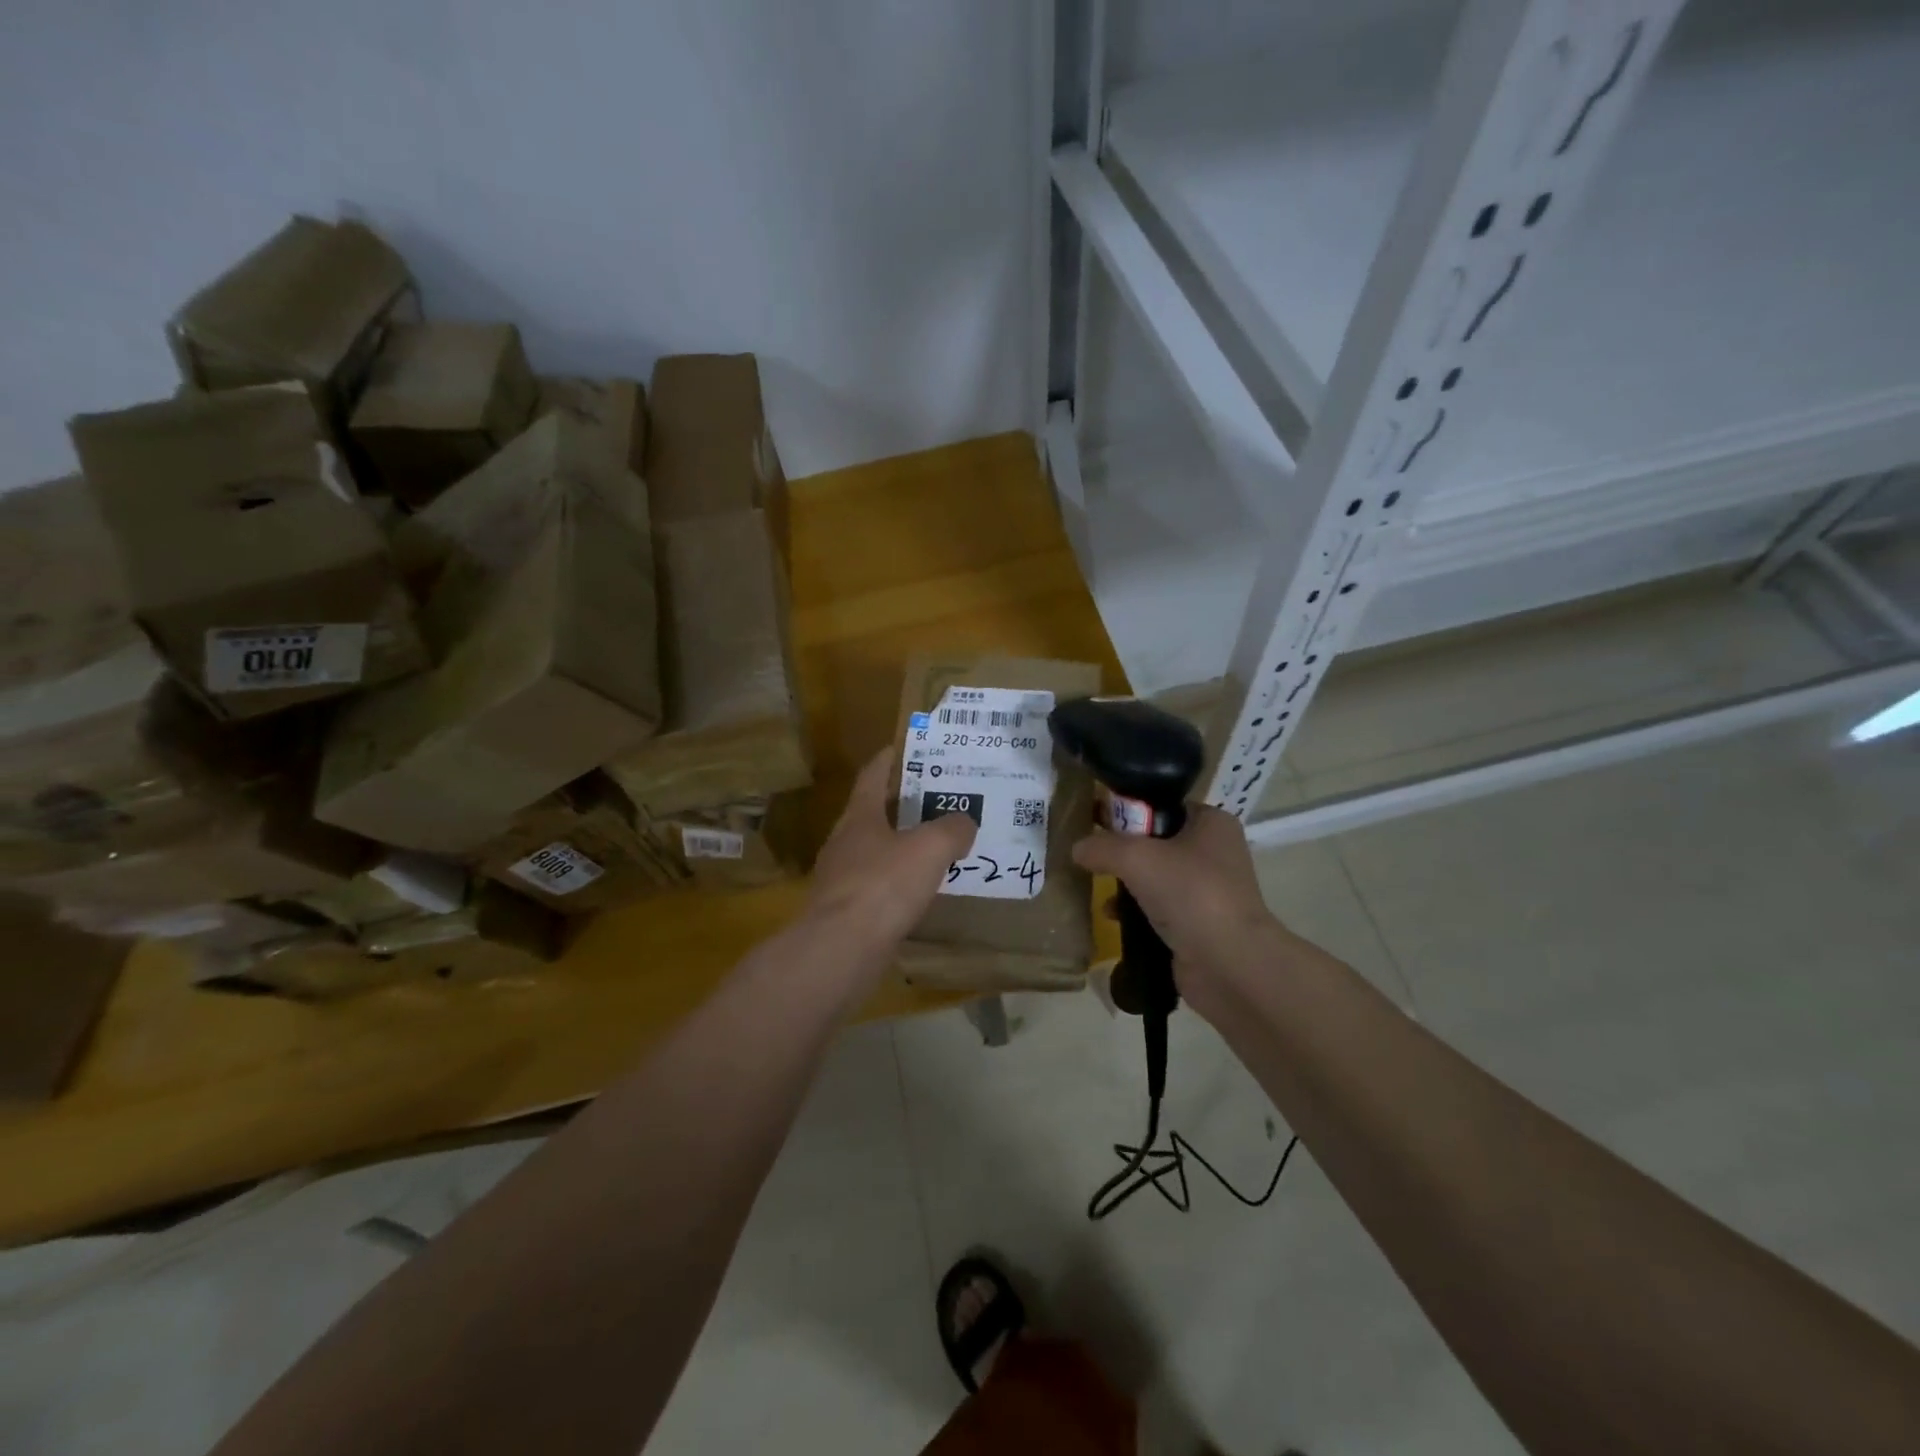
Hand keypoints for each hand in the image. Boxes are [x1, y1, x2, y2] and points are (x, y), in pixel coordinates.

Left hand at [805, 749, 977, 957]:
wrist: (841, 949)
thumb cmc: (883, 885)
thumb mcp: (929, 848)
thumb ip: (951, 829)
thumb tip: (964, 822)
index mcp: (860, 816)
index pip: (873, 775)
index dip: (889, 759)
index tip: (906, 747)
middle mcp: (845, 842)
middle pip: (874, 813)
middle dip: (904, 804)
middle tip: (938, 797)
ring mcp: (842, 878)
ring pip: (877, 851)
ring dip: (903, 845)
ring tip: (937, 843)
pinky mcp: (847, 912)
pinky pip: (879, 886)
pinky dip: (900, 882)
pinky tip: (921, 890)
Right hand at [1071, 805, 1285, 1004]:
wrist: (1229, 964)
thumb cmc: (1189, 893)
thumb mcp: (1136, 858)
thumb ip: (1102, 846)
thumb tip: (1077, 848)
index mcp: (1211, 822)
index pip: (1162, 805)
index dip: (1127, 809)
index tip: (1094, 819)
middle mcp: (1214, 852)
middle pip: (1156, 841)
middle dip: (1122, 849)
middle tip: (1092, 854)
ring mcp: (1209, 890)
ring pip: (1155, 876)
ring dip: (1126, 882)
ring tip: (1097, 886)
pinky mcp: (1199, 923)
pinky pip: (1159, 907)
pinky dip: (1135, 910)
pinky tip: (1113, 917)